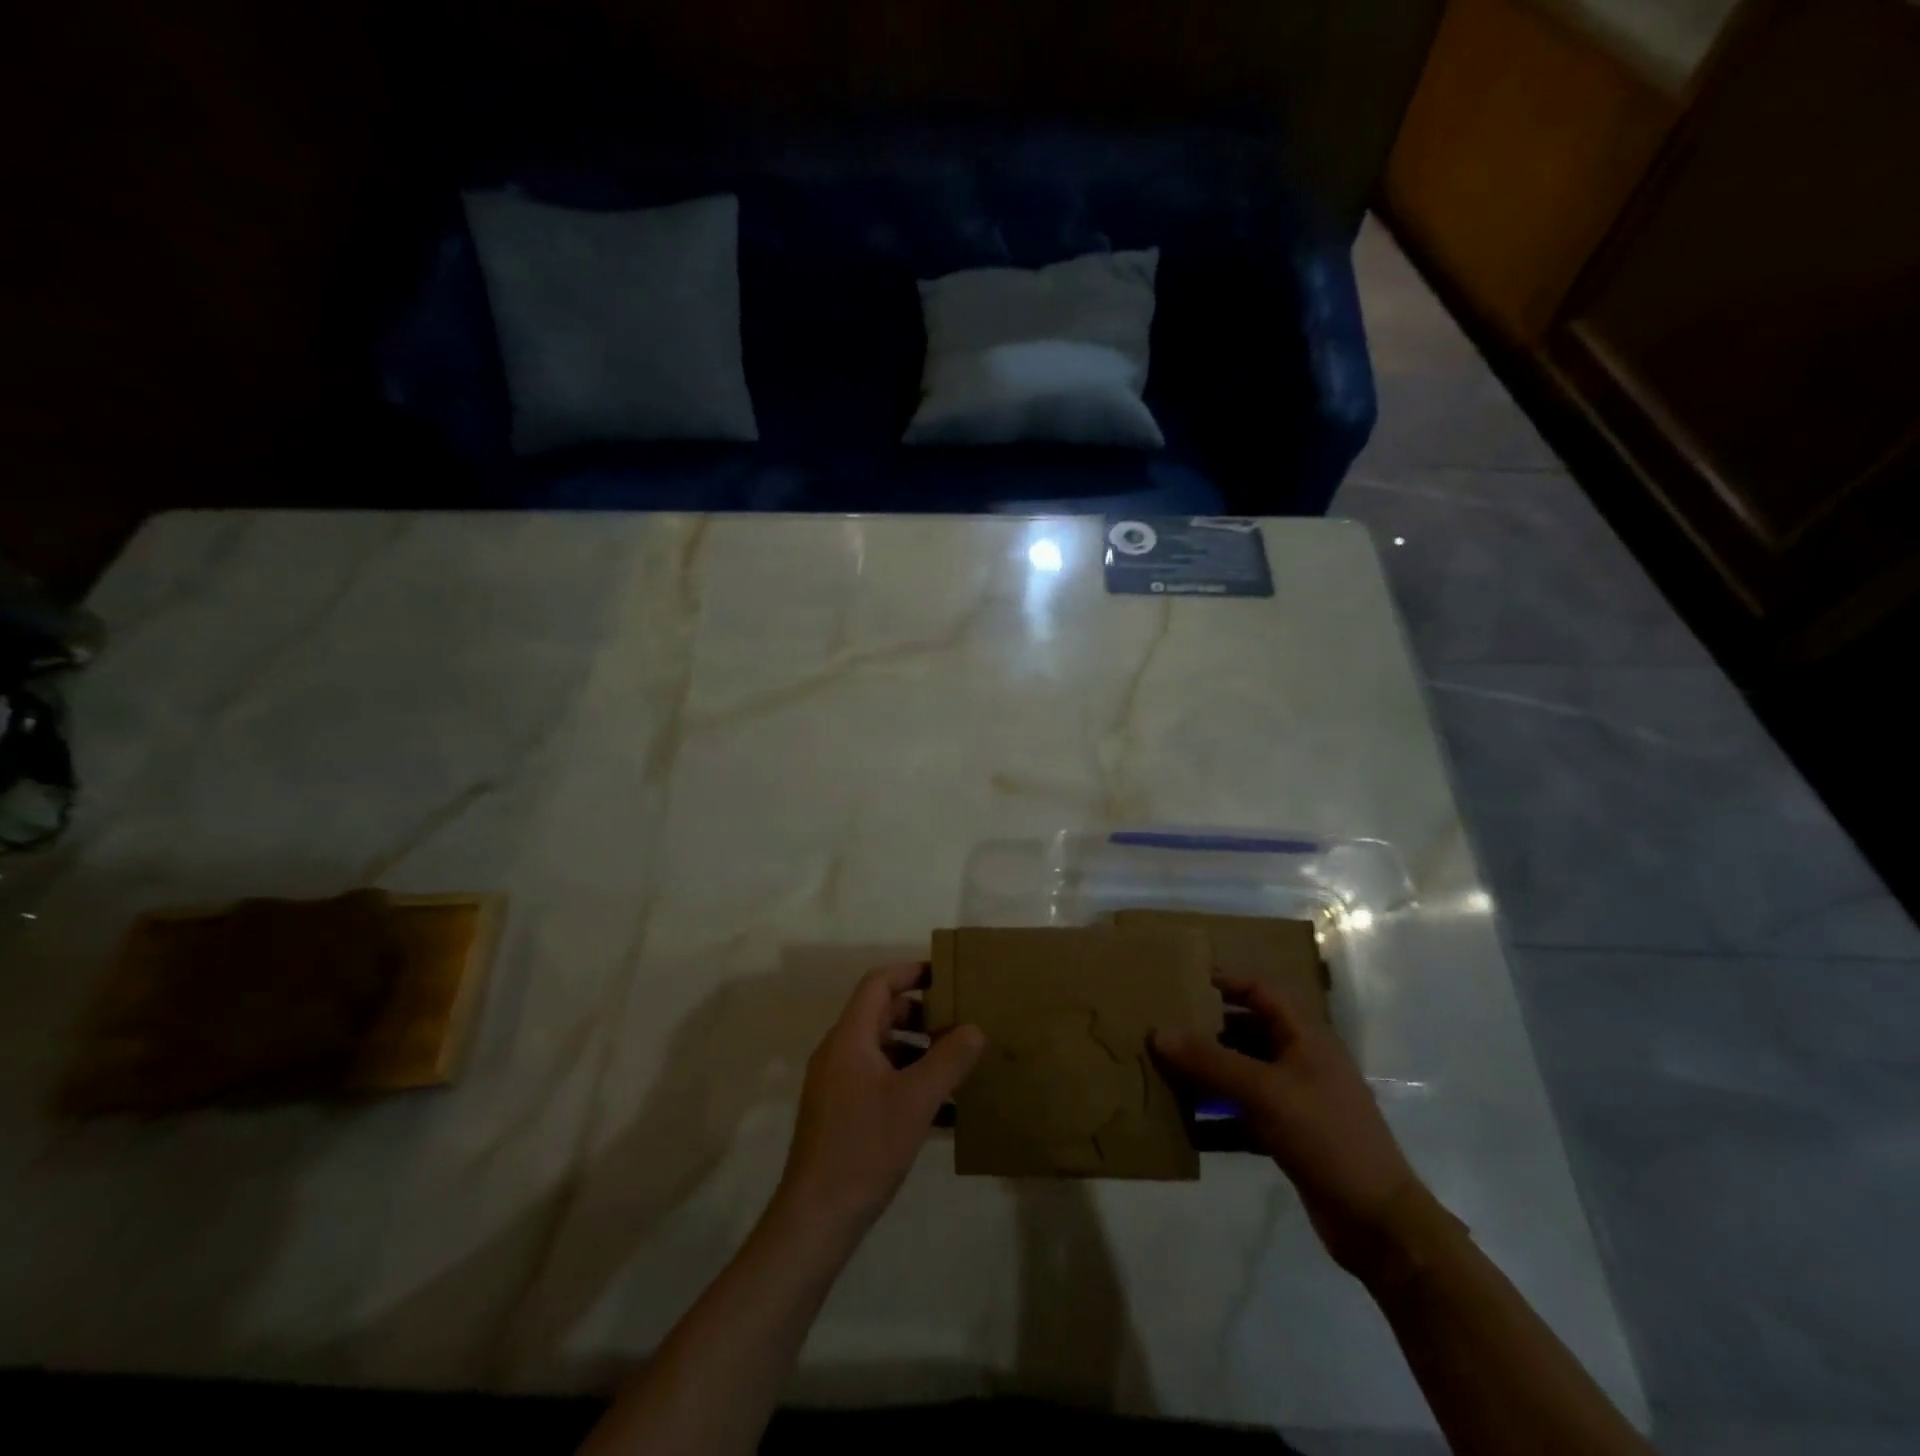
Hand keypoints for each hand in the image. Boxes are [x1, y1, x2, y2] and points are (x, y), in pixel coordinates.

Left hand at [776, 963, 985, 1235]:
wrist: (816, 1218)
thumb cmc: (865, 1147)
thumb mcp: (916, 1100)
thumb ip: (949, 1059)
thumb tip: (975, 1028)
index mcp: (850, 1038)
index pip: (878, 983)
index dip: (911, 972)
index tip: (946, 974)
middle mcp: (839, 1053)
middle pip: (881, 1015)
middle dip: (922, 1015)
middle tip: (960, 1022)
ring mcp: (837, 1085)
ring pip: (883, 1051)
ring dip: (919, 1052)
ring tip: (958, 1066)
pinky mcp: (841, 1114)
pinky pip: (879, 1082)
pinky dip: (909, 1084)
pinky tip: (943, 1112)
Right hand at [1154, 976, 1432, 1278]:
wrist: (1378, 1222)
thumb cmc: (1326, 1136)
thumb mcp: (1265, 1092)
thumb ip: (1210, 1061)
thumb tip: (1158, 1033)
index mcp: (1306, 1037)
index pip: (1262, 991)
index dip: (1227, 981)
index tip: (1185, 979)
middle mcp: (1301, 1061)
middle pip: (1247, 1032)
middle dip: (1207, 1030)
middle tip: (1164, 1027)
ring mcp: (1296, 1100)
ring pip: (1243, 1074)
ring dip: (1208, 1074)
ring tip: (1165, 1071)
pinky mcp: (1290, 1136)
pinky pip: (1244, 1114)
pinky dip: (1218, 1116)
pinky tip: (1186, 1125)